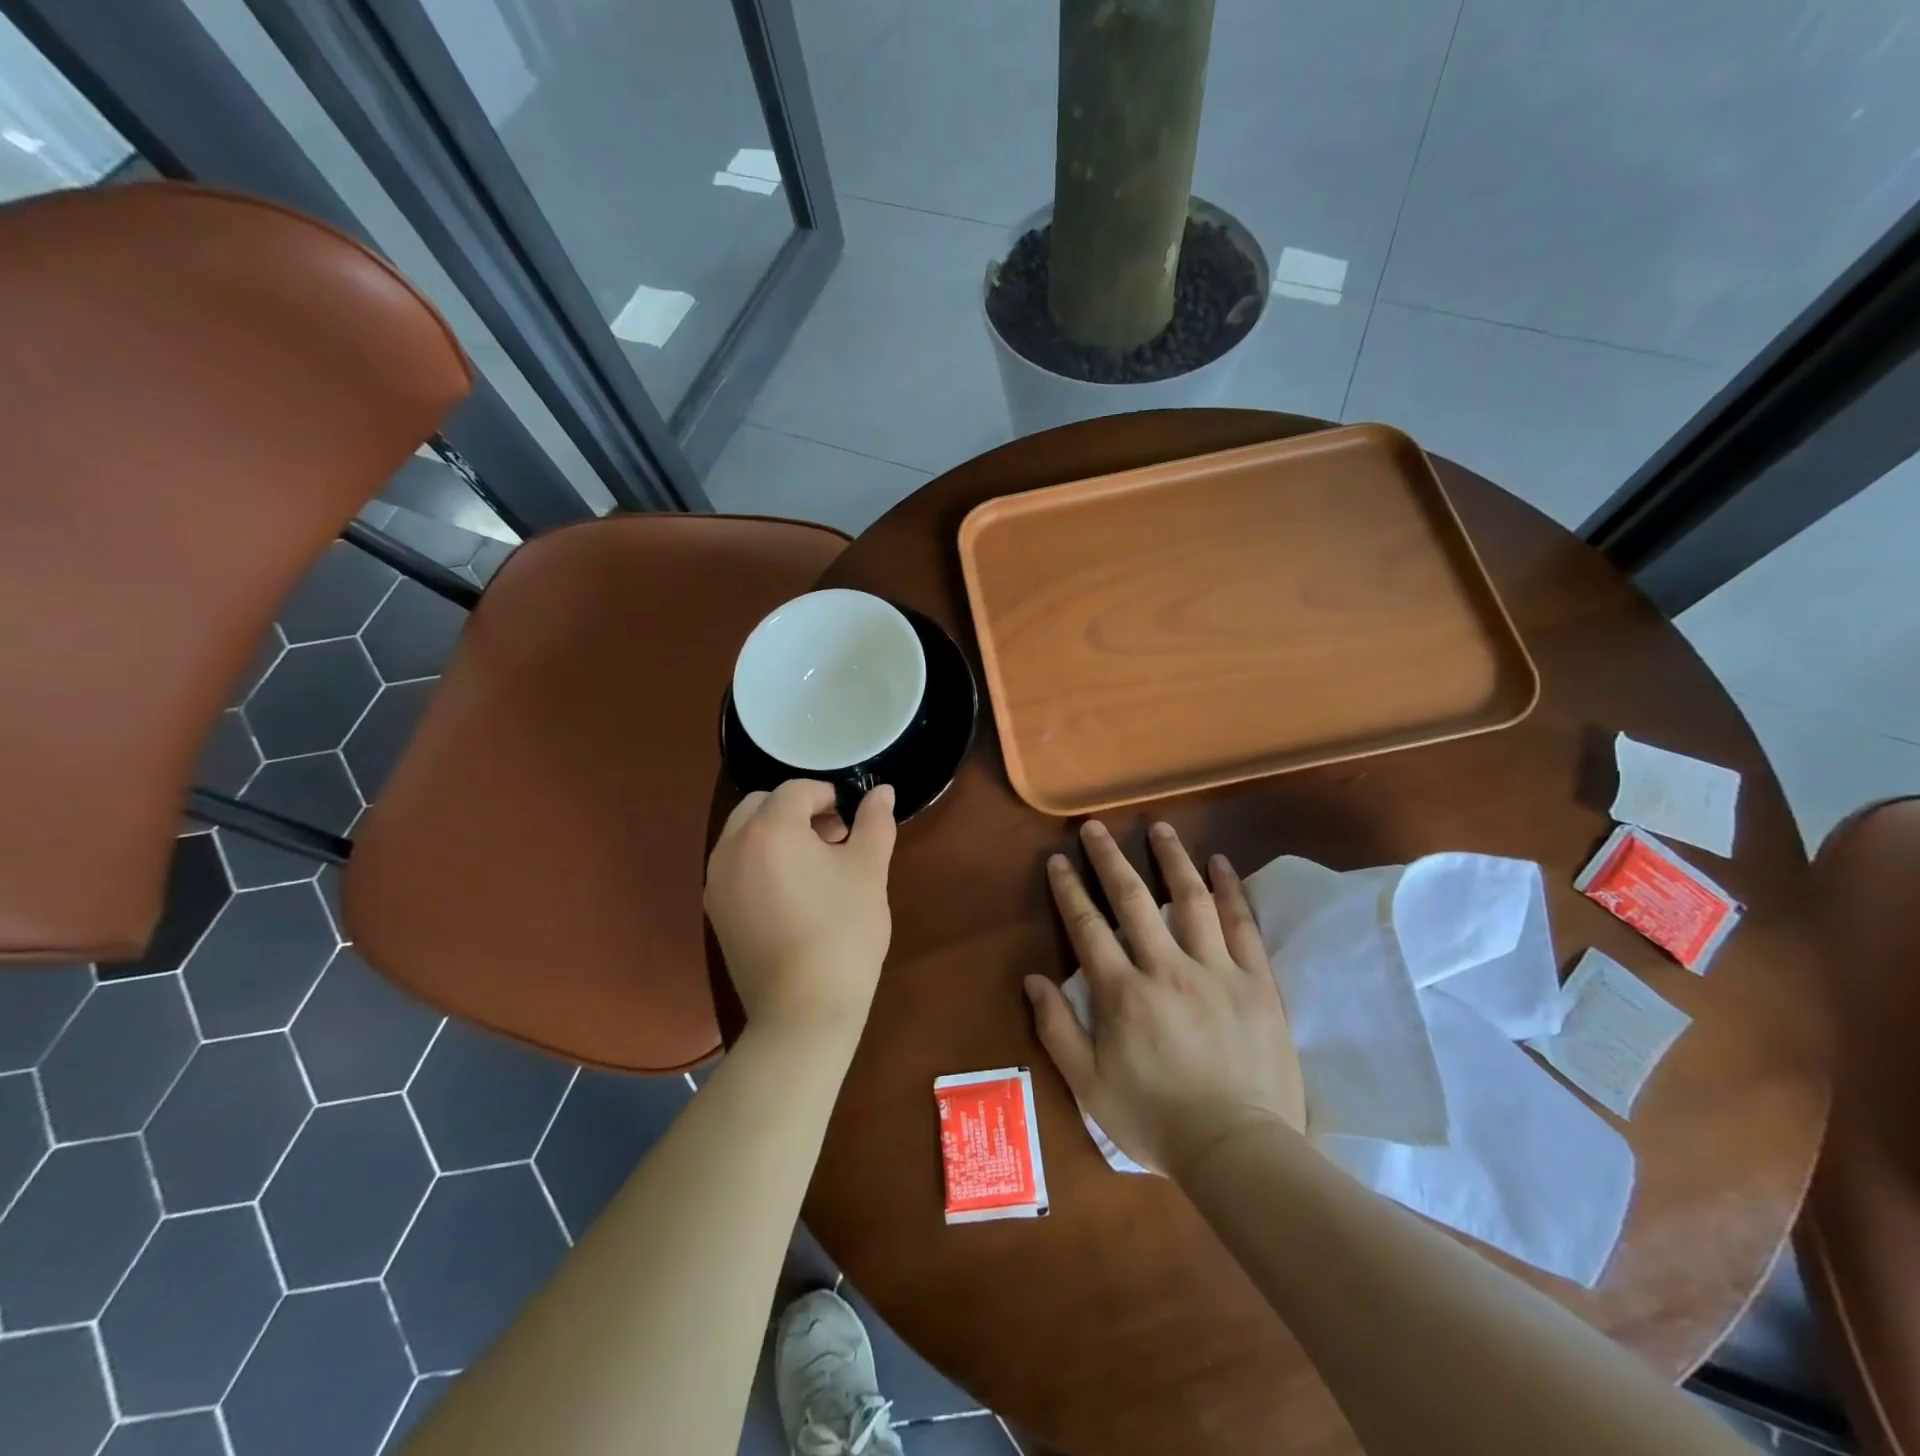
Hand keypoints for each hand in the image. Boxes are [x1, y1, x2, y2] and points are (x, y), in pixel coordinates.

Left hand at [705, 780, 896, 1044]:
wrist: (803, 1010)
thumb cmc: (842, 931)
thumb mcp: (868, 870)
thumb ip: (875, 822)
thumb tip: (883, 791)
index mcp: (769, 828)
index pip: (797, 790)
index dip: (829, 796)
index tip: (852, 823)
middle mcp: (732, 847)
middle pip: (762, 805)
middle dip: (798, 811)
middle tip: (834, 840)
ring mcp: (717, 881)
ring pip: (744, 835)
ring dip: (777, 834)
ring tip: (815, 867)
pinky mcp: (716, 912)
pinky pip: (736, 867)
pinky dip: (760, 862)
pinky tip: (792, 895)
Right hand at [1023, 820, 1306, 1174]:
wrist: (1239, 1151)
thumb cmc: (1156, 1121)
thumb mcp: (1089, 1086)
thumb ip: (1057, 1029)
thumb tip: (1033, 978)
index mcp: (1123, 994)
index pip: (1088, 928)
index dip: (1069, 890)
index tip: (1059, 860)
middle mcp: (1166, 969)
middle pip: (1133, 900)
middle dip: (1110, 859)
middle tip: (1096, 826)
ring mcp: (1216, 971)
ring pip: (1190, 900)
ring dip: (1172, 859)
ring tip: (1159, 828)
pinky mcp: (1256, 982)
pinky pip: (1242, 924)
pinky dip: (1230, 889)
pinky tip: (1219, 864)